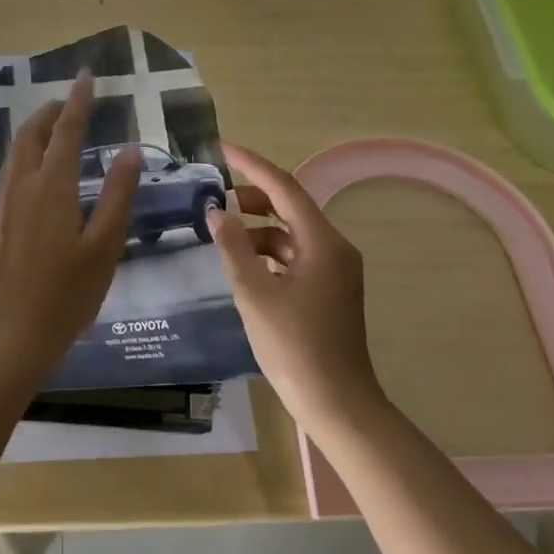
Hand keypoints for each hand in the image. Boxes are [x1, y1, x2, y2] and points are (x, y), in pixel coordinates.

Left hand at [0, 71, 141, 386]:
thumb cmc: (65, 295)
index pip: (67, 130)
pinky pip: (8, 174)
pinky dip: (24, 157)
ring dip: (34, 132)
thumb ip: (118, 196)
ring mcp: (2, 205)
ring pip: (14, 153)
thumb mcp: (104, 247)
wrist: (8, 336)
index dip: (79, 100)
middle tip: (71, 102)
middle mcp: (21, 186)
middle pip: (31, 134)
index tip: (87, 75)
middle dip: (50, 111)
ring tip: (53, 129)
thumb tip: (129, 151)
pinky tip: (34, 175)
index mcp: (52, 187)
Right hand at [208, 143, 382, 431]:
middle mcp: (334, 248)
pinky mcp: (329, 290)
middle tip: (215, 195)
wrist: (337, 403)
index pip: (284, 187)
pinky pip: (296, 256)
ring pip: (291, 233)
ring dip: (258, 228)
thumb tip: (216, 211)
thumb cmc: (294, 347)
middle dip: (252, 196)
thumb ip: (233, 248)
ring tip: (223, 235)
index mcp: (323, 242)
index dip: (251, 165)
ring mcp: (335, 271)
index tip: (221, 149)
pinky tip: (244, 265)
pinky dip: (268, 252)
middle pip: (290, 207)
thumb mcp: (254, 294)